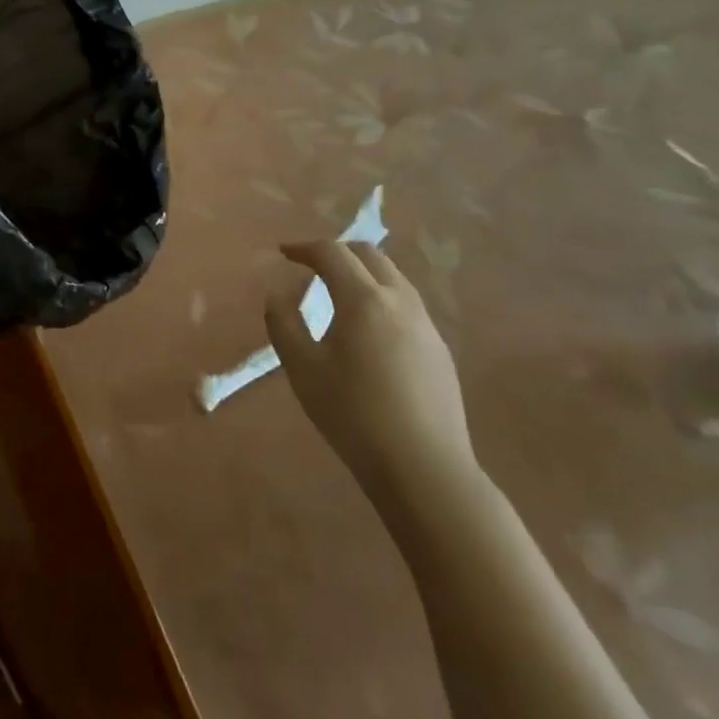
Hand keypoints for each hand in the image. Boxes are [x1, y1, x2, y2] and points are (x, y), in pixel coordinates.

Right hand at [266, 240, 475, 499]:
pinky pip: (407, 304)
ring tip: (339, 292)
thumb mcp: (302, 369)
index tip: (284, 254)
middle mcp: (400, 301)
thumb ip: (283, 324)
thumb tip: (278, 295)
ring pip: (393, 277)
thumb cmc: (354, 415)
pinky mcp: (439, 350)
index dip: (304, 248)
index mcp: (364, 300)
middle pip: (369, 255)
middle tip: (311, 265)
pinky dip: (381, 297)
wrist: (425, 469)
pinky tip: (370, 328)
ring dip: (363, 272)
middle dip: (337, 252)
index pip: (332, 253)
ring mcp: (426, 325)